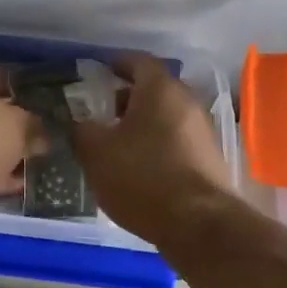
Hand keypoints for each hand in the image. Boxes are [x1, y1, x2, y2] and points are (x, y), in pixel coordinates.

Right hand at [70, 54, 233, 242]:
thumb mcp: (96, 153)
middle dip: (127, 98)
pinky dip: (158, 145)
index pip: (138, 61)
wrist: (199, 225)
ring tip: (117, 145)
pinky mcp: (210, 159)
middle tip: (102, 113)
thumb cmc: (143, 177)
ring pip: (167, 117)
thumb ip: (81, 130)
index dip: (117, 64)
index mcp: (160, 89)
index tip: (99, 73)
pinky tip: (140, 168)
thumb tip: (76, 121)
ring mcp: (203, 131)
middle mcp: (187, 102)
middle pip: (154, 90)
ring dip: (142, 124)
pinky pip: (178, 140)